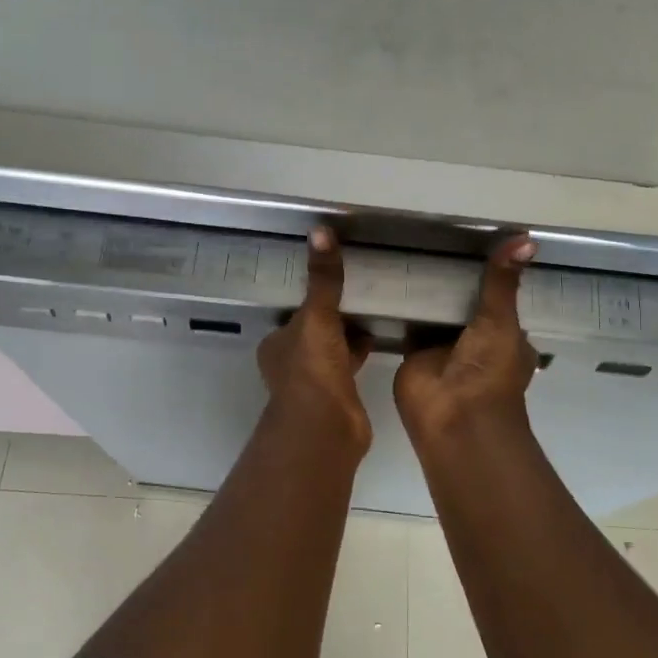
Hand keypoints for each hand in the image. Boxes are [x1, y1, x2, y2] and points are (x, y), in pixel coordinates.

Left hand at [257, 227, 374, 451]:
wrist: (325, 427)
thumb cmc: (312, 369)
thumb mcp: (317, 316)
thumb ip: (323, 279)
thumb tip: (321, 230)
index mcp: (277, 344)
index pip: (295, 314)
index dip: (313, 299)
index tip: (333, 283)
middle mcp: (290, 363)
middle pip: (314, 332)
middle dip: (332, 316)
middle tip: (358, 292)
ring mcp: (314, 382)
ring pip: (332, 349)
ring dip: (348, 334)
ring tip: (373, 310)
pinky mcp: (338, 396)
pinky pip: (350, 365)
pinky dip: (361, 352)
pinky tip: (379, 339)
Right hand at [395, 234, 538, 446]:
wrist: (454, 417)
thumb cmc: (490, 372)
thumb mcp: (502, 321)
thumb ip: (503, 283)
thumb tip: (526, 238)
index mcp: (504, 336)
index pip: (498, 299)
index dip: (490, 274)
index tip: (474, 239)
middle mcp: (474, 341)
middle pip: (463, 303)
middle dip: (452, 280)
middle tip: (433, 236)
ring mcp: (442, 347)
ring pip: (435, 312)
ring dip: (426, 292)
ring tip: (408, 247)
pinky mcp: (412, 352)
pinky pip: (407, 323)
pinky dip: (401, 306)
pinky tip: (389, 277)